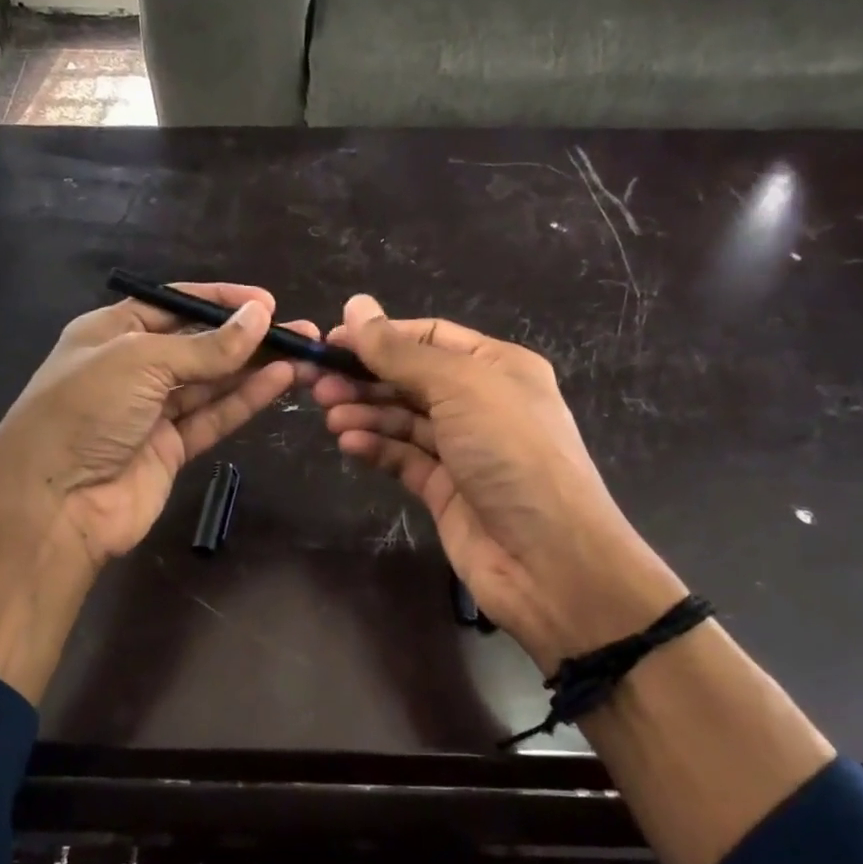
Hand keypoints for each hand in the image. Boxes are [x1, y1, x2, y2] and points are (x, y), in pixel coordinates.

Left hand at [0, 282, 313, 565]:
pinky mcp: (171, 450)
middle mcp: (133, 368)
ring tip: (305, 355)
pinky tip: (280, 382)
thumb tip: (260, 316)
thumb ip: (205, 346)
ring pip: (212, 383)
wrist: (55, 503)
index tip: (268, 303)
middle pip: (200, 345)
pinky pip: (213, 417)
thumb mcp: (141, 362)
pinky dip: (245, 400)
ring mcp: (152, 412)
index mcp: (112, 332)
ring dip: (255, 368)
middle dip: (248, 337)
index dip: (221, 301)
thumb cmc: (86, 411)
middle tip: (302, 332)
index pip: (175, 305)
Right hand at [314, 295, 682, 675]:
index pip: (430, 337)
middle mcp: (481, 403)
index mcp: (497, 367)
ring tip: (329, 414)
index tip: (331, 343)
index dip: (381, 336)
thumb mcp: (459, 387)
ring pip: (403, 420)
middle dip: (365, 377)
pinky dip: (376, 448)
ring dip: (365, 412)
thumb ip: (402, 352)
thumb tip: (355, 306)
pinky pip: (402, 458)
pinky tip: (349, 443)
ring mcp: (462, 449)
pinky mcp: (444, 489)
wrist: (546, 556)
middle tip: (316, 383)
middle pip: (411, 379)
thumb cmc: (511, 452)